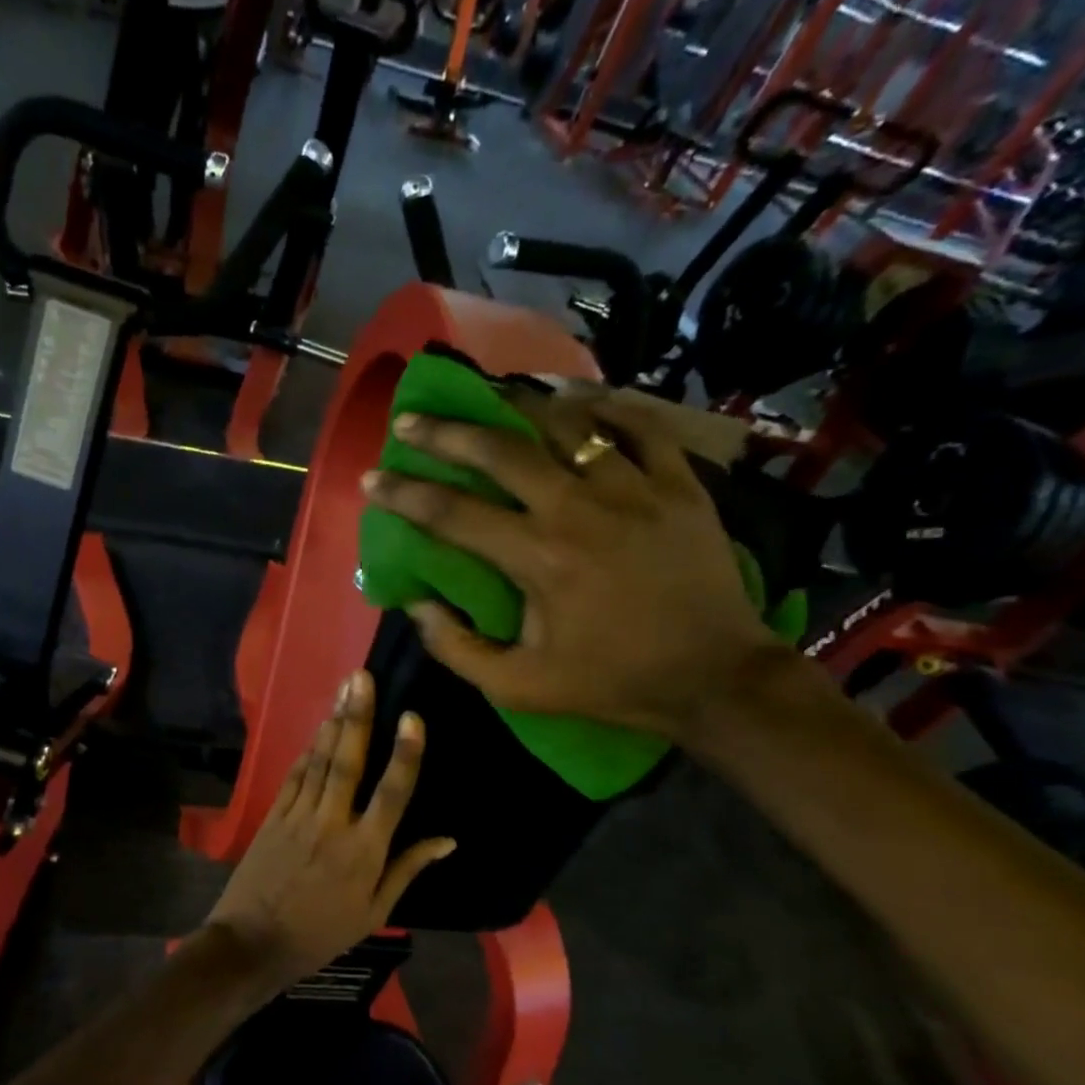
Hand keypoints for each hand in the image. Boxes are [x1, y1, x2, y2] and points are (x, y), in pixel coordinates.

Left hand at [207, 670, 453, 983]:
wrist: (253, 942)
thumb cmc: (322, 933)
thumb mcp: (374, 911)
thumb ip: (408, 868)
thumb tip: (448, 840)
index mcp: (364, 851)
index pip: (392, 793)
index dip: (405, 754)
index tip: (413, 717)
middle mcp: (332, 824)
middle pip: (348, 762)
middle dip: (358, 717)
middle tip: (363, 677)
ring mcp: (298, 815)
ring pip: (320, 761)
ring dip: (334, 723)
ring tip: (345, 687)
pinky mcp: (273, 815)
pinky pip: (295, 775)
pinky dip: (308, 750)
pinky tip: (319, 728)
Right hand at [363, 383, 786, 740]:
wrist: (713, 676)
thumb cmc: (610, 683)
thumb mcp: (518, 688)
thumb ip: (457, 649)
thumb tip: (417, 604)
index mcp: (537, 558)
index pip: (452, 514)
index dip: (405, 494)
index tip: (372, 479)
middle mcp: (580, 509)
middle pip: (501, 451)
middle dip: (447, 432)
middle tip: (413, 419)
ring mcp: (636, 489)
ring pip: (569, 424)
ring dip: (521, 407)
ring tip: (493, 396)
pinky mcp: (680, 484)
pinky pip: (640, 427)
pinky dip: (607, 410)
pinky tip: (580, 405)